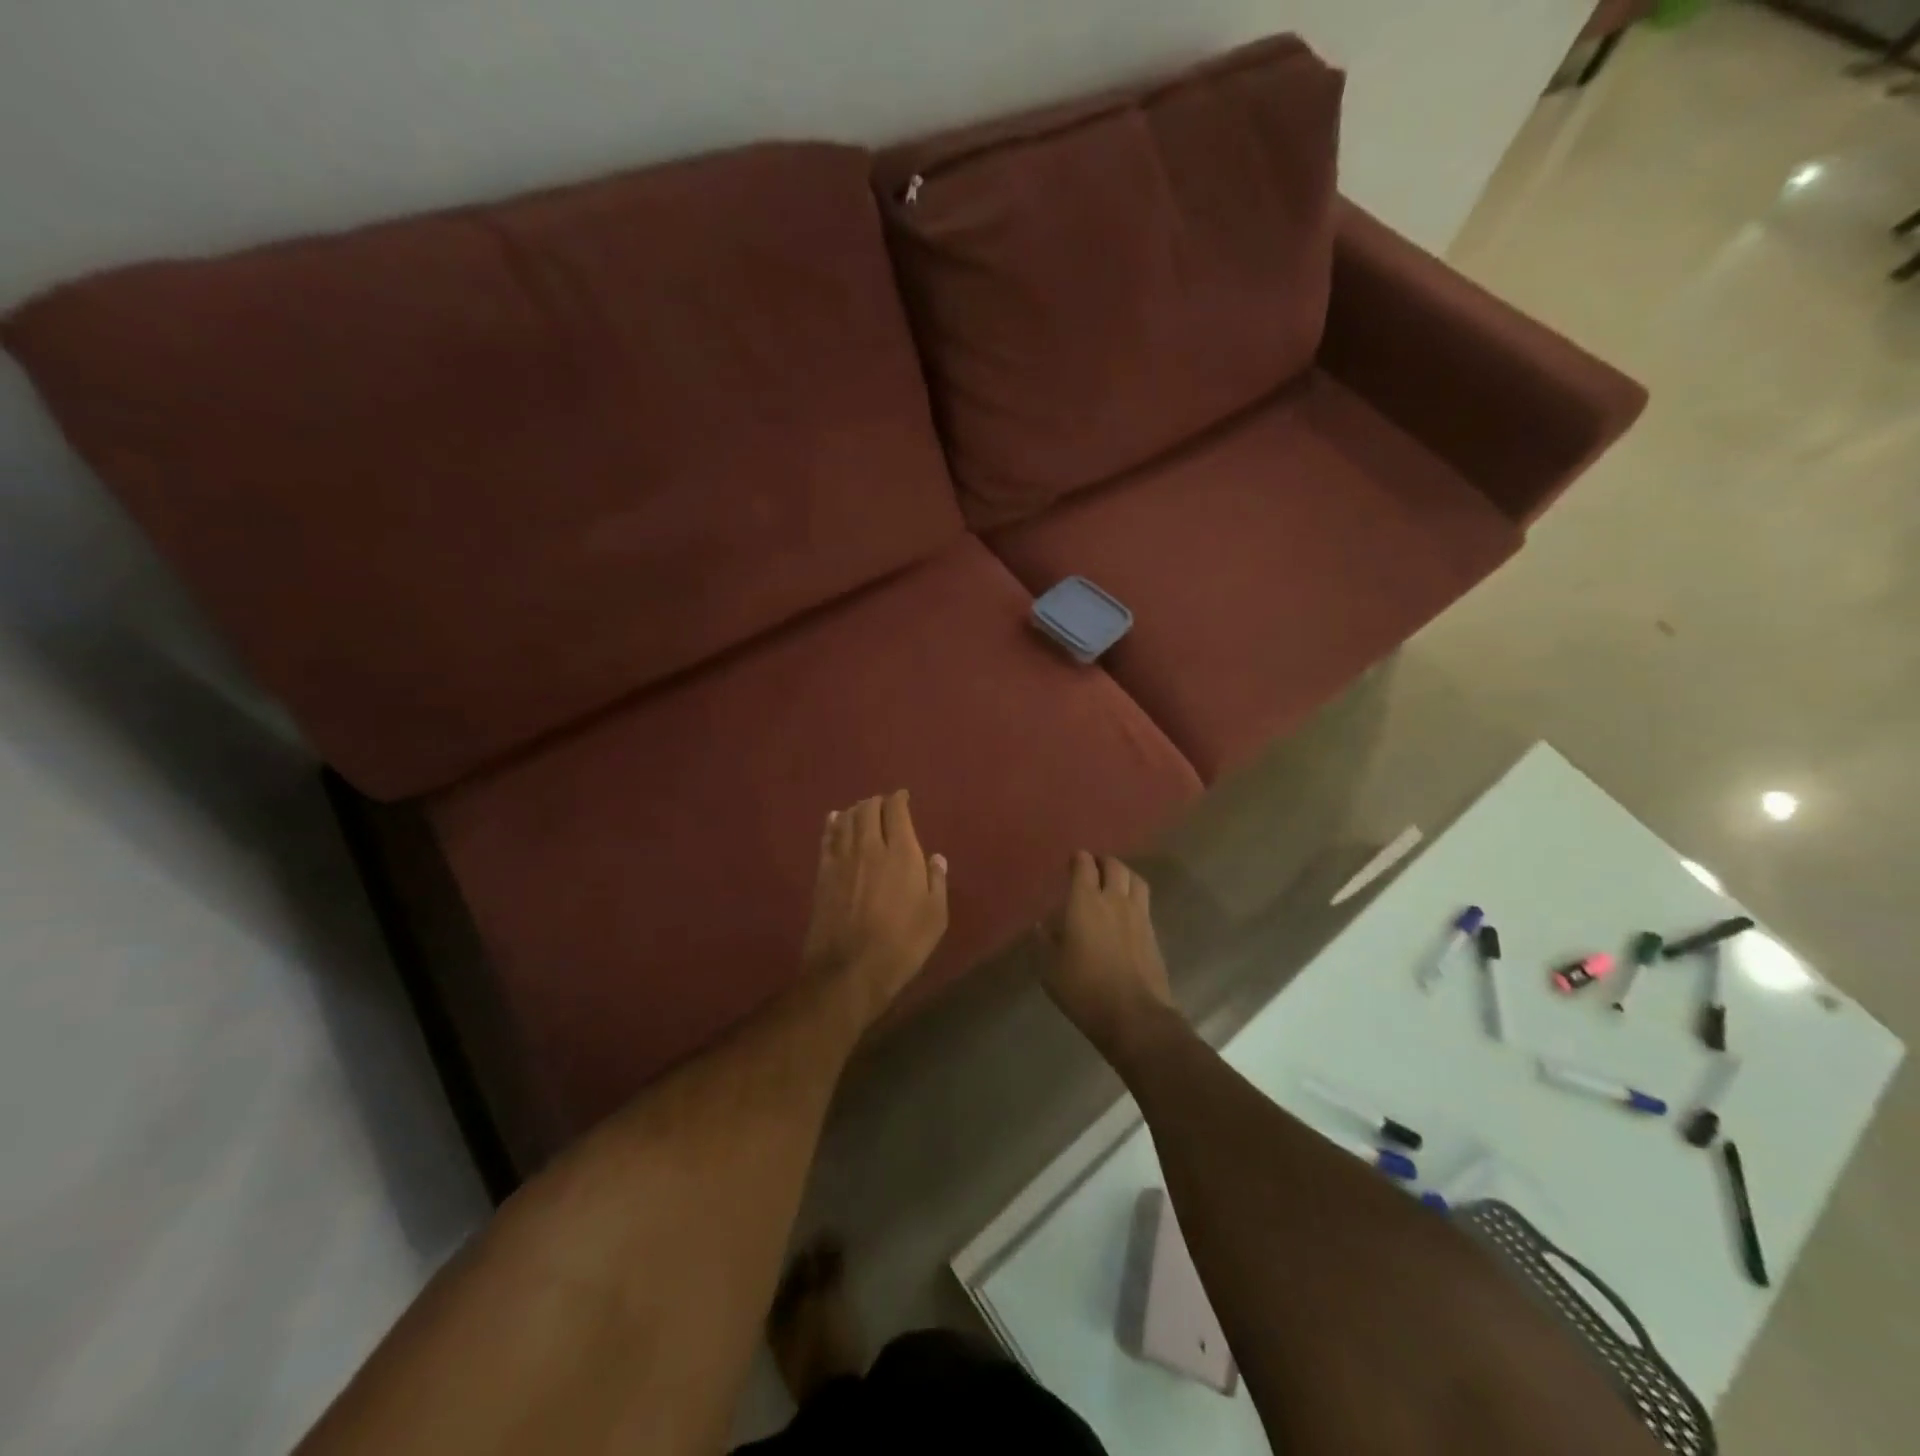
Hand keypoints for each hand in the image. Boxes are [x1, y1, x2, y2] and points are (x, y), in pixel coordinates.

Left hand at [801, 791, 948, 1021]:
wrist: (849, 970)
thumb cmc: (902, 945)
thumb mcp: (934, 917)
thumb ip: (936, 881)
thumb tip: (935, 857)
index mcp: (902, 853)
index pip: (896, 811)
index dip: (899, 799)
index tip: (903, 797)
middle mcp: (870, 847)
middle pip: (869, 809)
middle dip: (877, 802)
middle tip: (885, 805)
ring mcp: (842, 859)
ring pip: (847, 819)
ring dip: (856, 809)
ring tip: (863, 810)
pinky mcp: (823, 873)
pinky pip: (828, 838)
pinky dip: (833, 823)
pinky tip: (834, 819)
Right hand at [1042, 852, 1177, 1059]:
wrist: (1134, 1015)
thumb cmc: (1084, 989)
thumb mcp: (1050, 968)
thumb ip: (1045, 942)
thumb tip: (1043, 926)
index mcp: (1085, 901)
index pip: (1084, 865)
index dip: (1078, 858)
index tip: (1072, 860)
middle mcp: (1114, 900)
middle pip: (1114, 866)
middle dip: (1102, 862)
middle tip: (1093, 867)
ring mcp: (1138, 916)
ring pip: (1135, 880)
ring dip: (1124, 874)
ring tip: (1115, 882)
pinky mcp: (1153, 934)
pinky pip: (1144, 903)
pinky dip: (1134, 897)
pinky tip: (1127, 911)